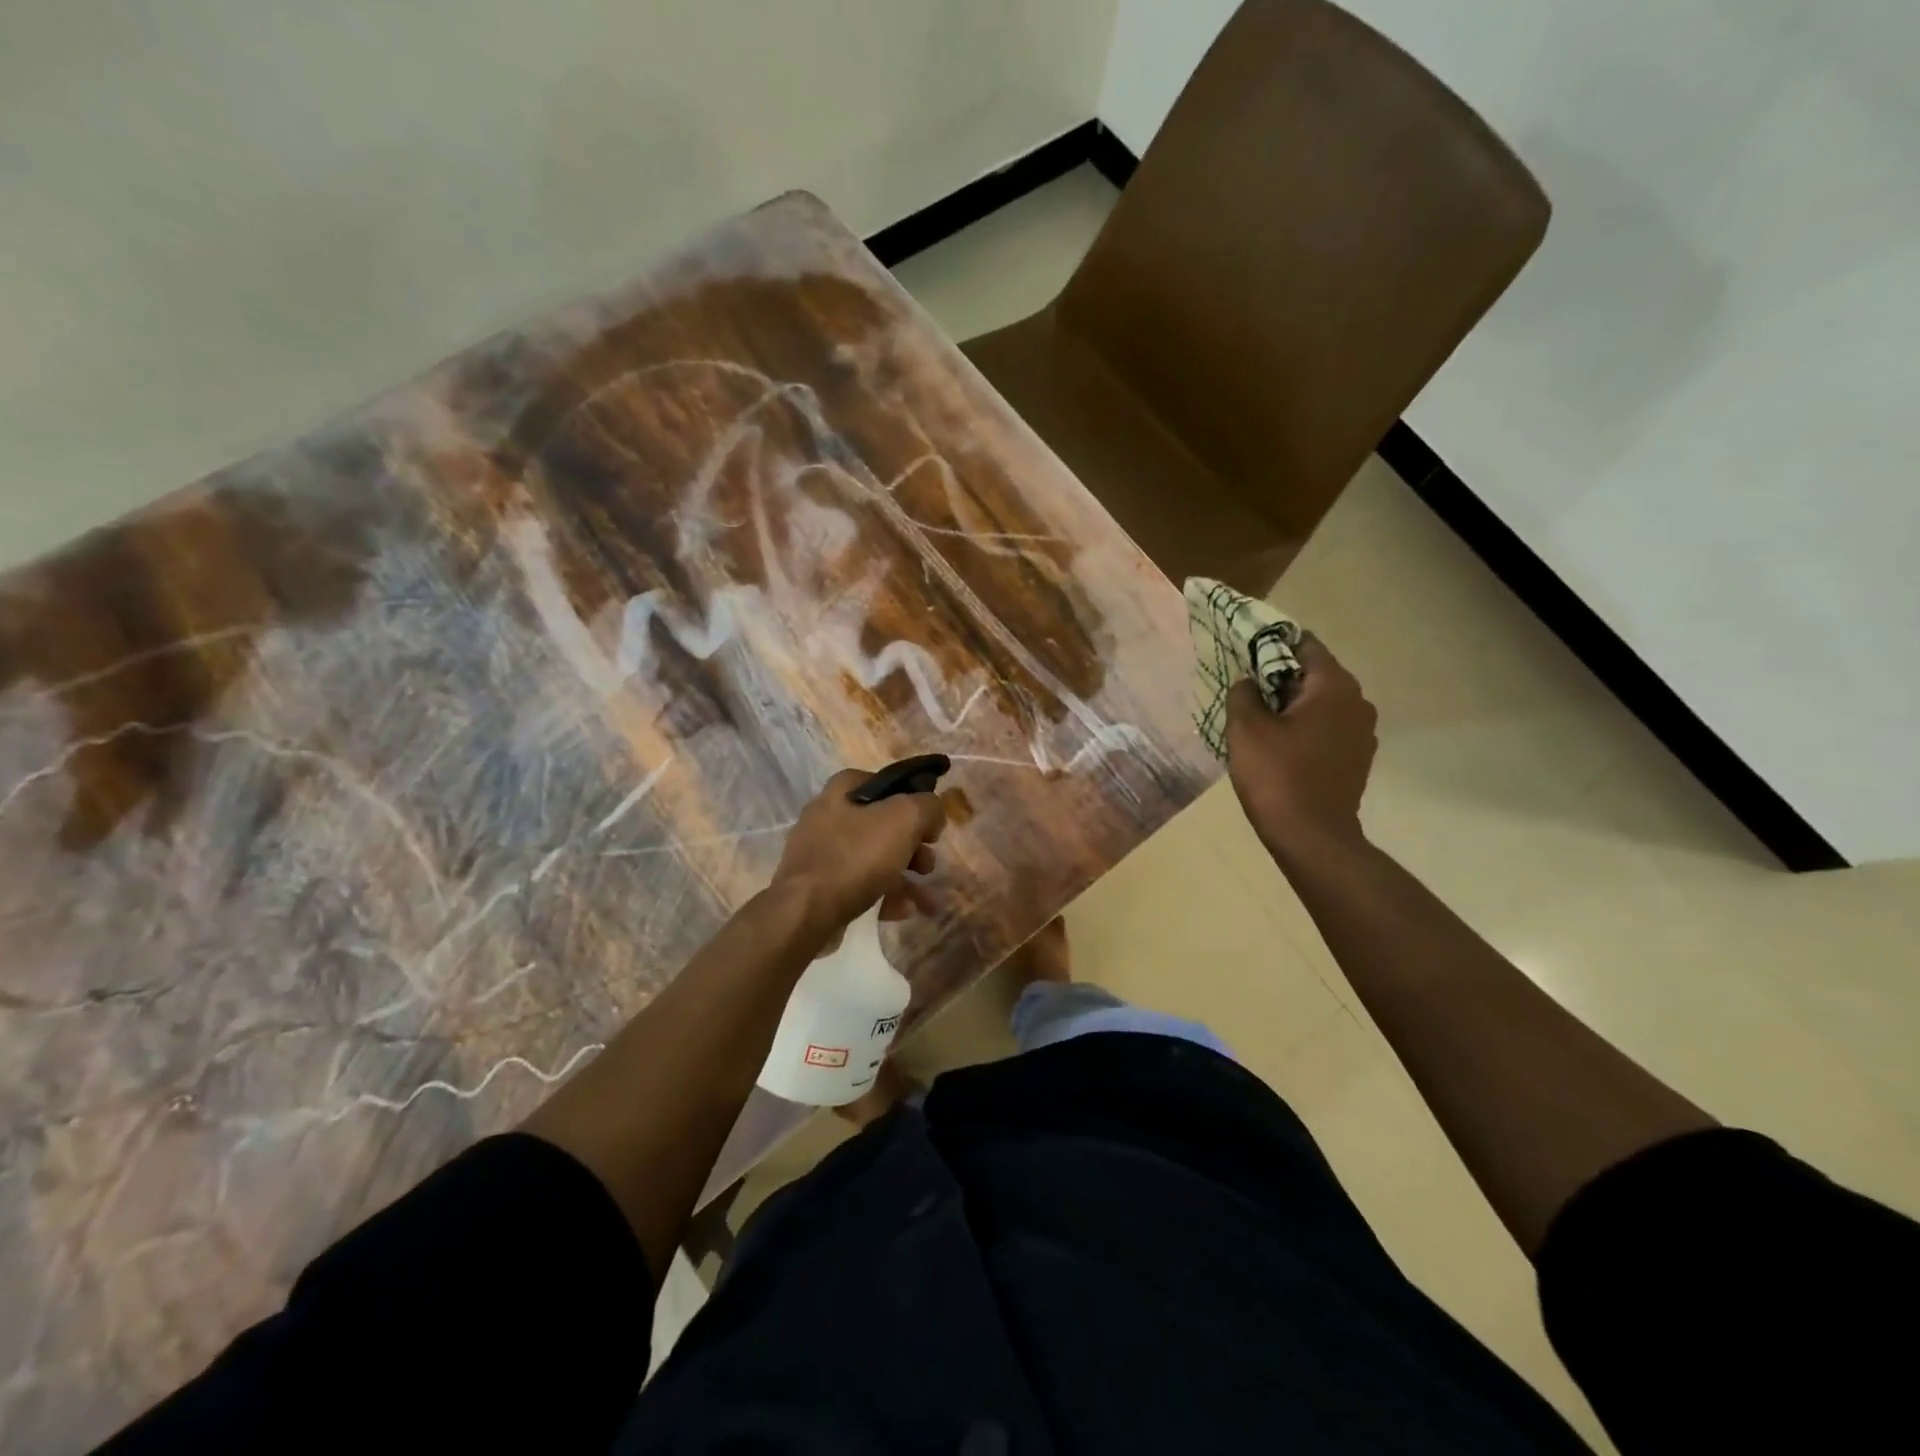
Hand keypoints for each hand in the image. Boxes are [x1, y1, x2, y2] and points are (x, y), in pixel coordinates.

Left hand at [770, 768, 945, 938]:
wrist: (806, 911)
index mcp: (841, 792)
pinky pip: (858, 884)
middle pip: (881, 824)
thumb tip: (933, 813)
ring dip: (904, 876)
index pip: (884, 783)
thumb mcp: (904, 819)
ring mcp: (819, 853)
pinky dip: (883, 895)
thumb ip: (927, 806)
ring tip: (926, 900)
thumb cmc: (857, 857)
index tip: (930, 823)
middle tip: (928, 865)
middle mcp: (826, 816)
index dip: (912, 799)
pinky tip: (901, 911)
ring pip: (872, 858)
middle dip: (912, 846)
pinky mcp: (817, 885)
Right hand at [1225, 634, 1377, 853]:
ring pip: (1322, 704)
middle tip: (1247, 694)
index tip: (1246, 656)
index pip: (1305, 646)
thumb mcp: (1246, 728)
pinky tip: (1282, 749)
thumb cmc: (1277, 775)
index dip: (1273, 646)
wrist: (1311, 836)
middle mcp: (1357, 702)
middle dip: (1281, 679)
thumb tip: (1248, 681)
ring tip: (1261, 724)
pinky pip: (1328, 729)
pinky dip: (1306, 730)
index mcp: (1334, 686)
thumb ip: (1243, 693)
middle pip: (1315, 675)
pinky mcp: (1358, 759)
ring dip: (1293, 707)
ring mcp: (1362, 733)